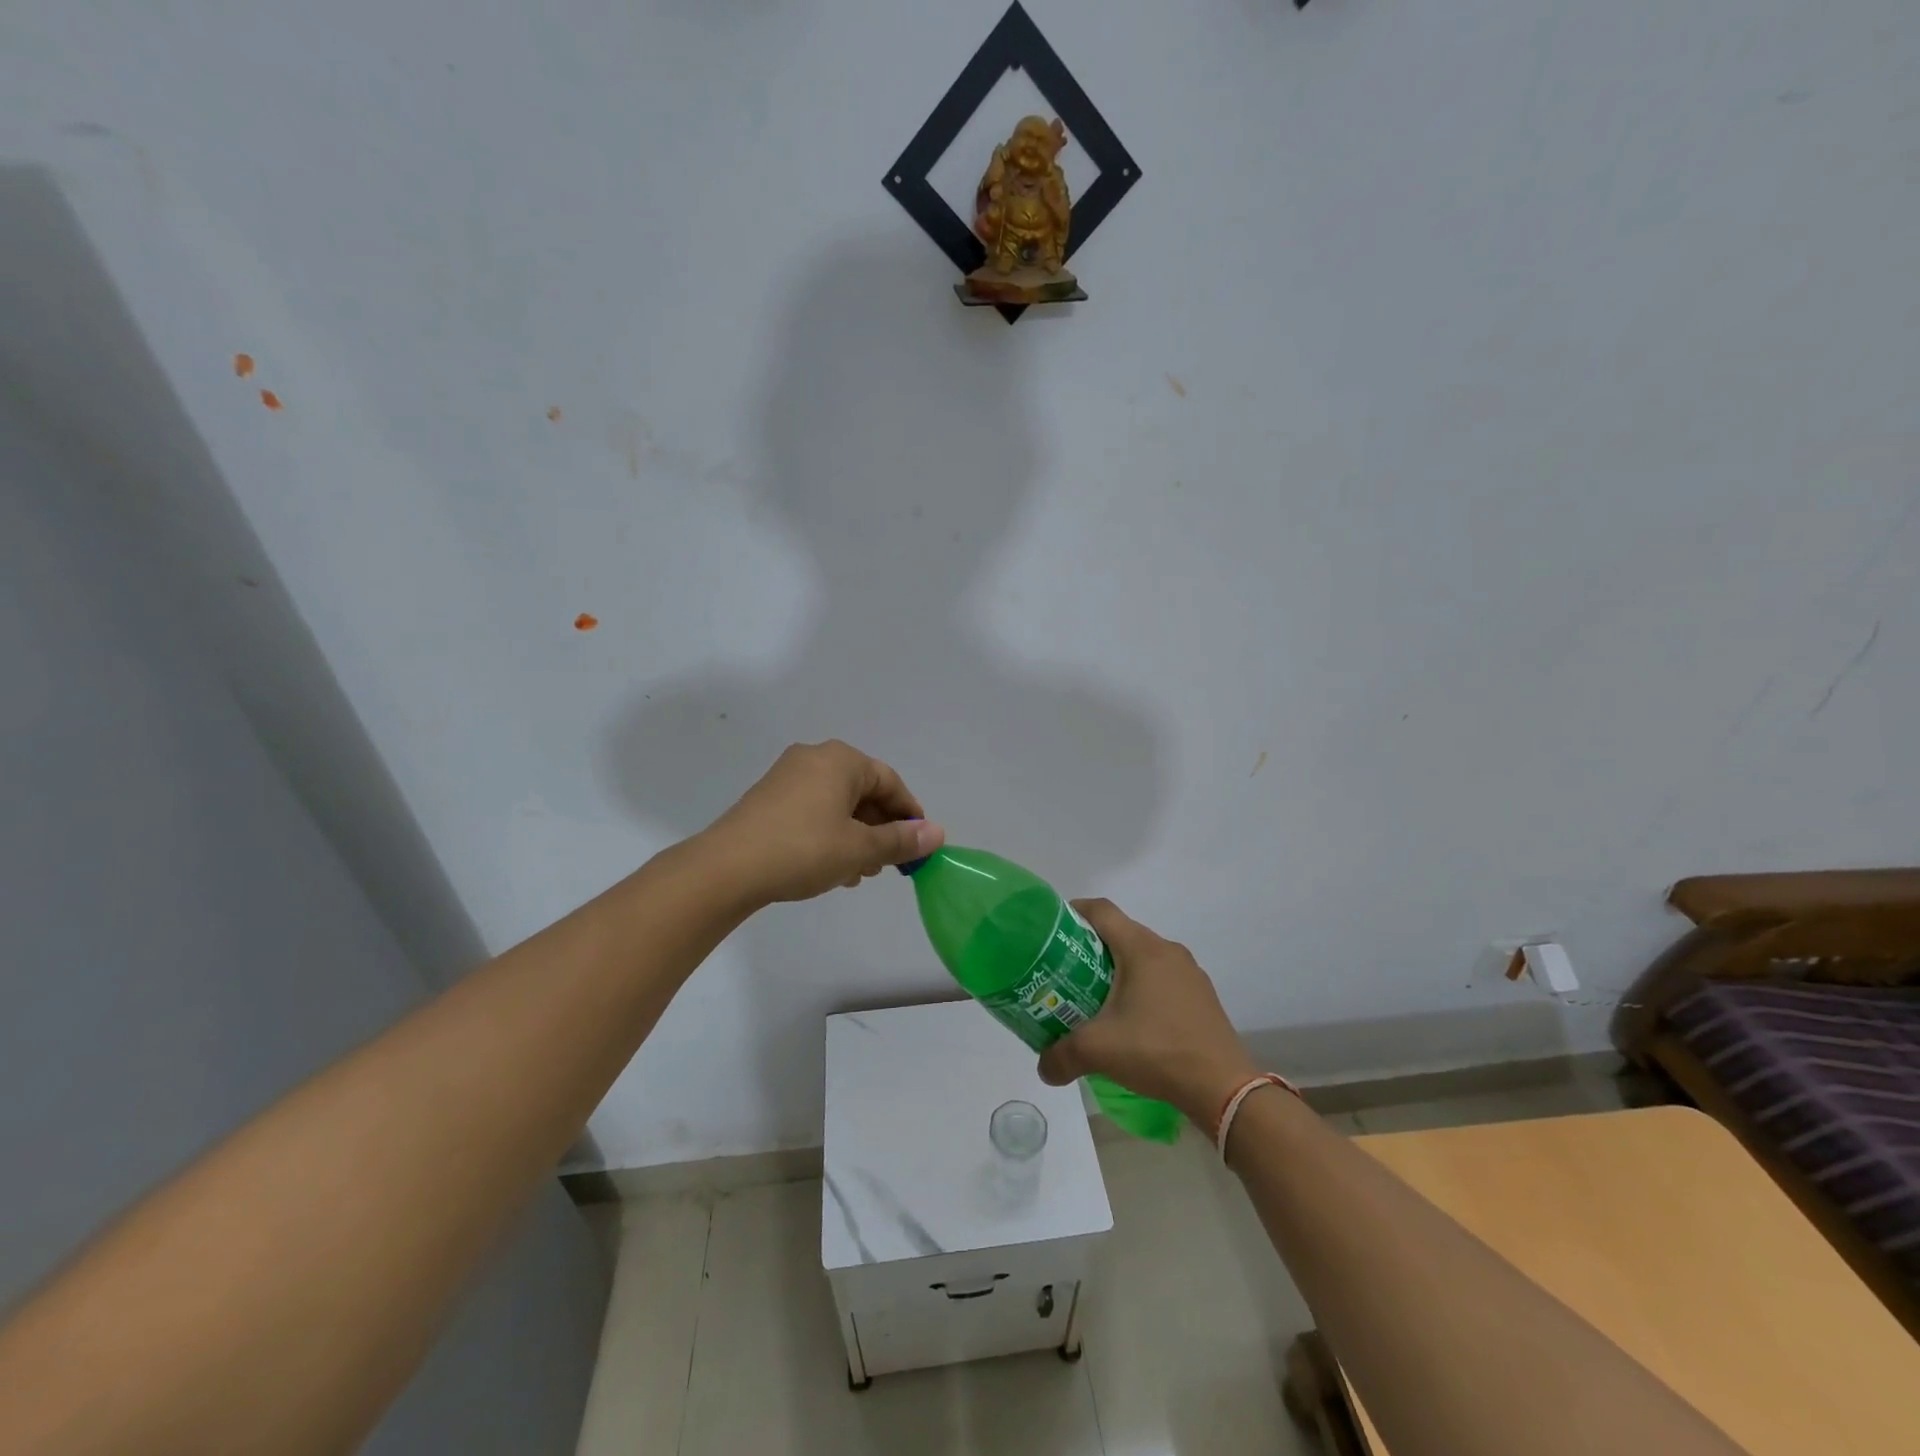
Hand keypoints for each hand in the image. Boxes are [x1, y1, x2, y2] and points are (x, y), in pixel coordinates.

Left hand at [698, 741, 944, 905]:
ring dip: (856, 836)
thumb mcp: (859, 848)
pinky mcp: (768, 798)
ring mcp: (787, 777)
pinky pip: (813, 811)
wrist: (727, 868)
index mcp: (841, 760)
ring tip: (859, 872)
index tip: (918, 845)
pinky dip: (830, 834)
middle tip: (887, 865)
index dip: (909, 814)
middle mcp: (814, 758)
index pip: (890, 782)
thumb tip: (937, 833)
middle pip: (863, 792)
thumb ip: (901, 840)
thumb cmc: (804, 850)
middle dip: (880, 828)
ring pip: (837, 804)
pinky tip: (831, 868)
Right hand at [1037, 898, 1257, 1126]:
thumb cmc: (1157, 1051)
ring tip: (1094, 997)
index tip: (1051, 930)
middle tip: (1065, 971)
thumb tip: (1042, 1067)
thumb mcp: (1098, 1051)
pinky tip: (1131, 1020)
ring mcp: (1189, 973)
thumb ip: (1061, 1055)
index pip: (1101, 911)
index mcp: (1142, 949)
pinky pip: (1162, 978)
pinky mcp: (1201, 996)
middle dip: (1090, 947)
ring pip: (1143, 957)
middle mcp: (1167, 950)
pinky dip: (1140, 987)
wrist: (1223, 1087)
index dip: (1074, 912)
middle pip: (1121, 933)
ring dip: (1117, 970)